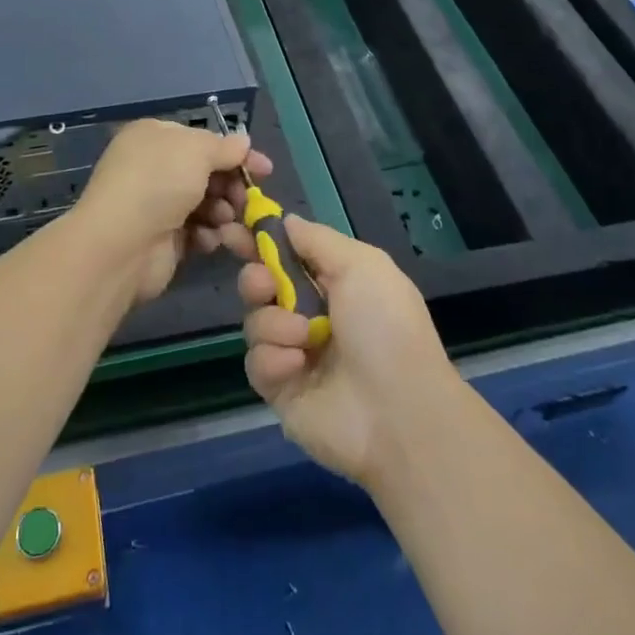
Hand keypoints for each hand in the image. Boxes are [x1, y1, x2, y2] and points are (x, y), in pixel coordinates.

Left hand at [70, 119, 272, 306]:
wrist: (122, 244)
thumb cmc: (159, 183)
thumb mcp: (196, 150)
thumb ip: (224, 147)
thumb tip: (243, 142)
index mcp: (155, 137)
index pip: (202, 140)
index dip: (235, 153)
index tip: (265, 169)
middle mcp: (154, 167)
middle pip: (207, 172)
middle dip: (231, 186)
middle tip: (249, 200)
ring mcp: (157, 204)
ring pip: (205, 203)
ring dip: (223, 211)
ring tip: (226, 220)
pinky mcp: (163, 238)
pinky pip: (196, 231)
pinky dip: (208, 234)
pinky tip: (210, 240)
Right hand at [238, 216, 456, 486]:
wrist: (399, 413)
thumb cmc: (385, 327)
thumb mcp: (362, 265)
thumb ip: (318, 240)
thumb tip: (286, 221)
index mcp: (334, 282)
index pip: (286, 253)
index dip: (259, 240)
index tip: (234, 228)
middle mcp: (311, 314)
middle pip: (261, 284)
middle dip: (256, 278)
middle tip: (266, 285)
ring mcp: (294, 352)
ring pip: (255, 321)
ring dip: (274, 323)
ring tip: (304, 337)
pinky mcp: (280, 389)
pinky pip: (256, 362)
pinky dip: (274, 359)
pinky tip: (298, 366)